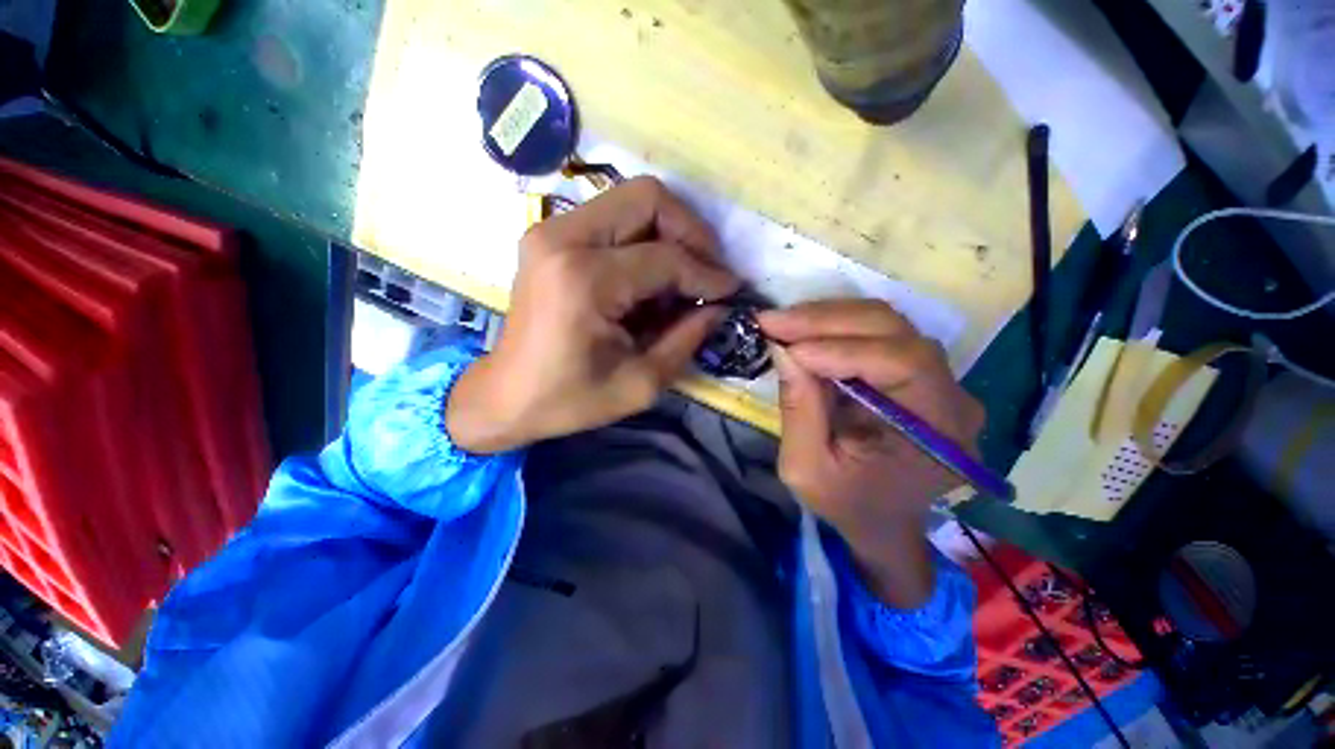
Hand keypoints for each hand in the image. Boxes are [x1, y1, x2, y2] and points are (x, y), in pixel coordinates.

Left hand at [447, 177, 739, 452]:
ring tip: (686, 273)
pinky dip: (643, 237)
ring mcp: (551, 231)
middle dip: (691, 232)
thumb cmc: (568, 400)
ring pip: (630, 200)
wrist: (504, 396)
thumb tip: (719, 307)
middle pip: (647, 198)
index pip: (665, 258)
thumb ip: (686, 340)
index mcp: (585, 280)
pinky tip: (653, 274)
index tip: (732, 290)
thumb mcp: (639, 384)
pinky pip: (612, 217)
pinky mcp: (549, 236)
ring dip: (669, 231)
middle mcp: (563, 240)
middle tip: (709, 270)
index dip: (707, 273)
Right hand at [758, 300, 984, 606]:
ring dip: (828, 318)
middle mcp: (952, 395)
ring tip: (782, 323)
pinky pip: (877, 333)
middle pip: (894, 330)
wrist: (880, 520)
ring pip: (886, 323)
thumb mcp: (808, 469)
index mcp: (939, 431)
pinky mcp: (914, 370)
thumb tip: (784, 349)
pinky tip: (803, 330)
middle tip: (773, 321)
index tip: (786, 347)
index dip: (841, 348)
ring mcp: (939, 378)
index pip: (902, 363)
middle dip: (825, 320)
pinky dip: (834, 326)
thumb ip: (799, 409)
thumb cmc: (847, 504)